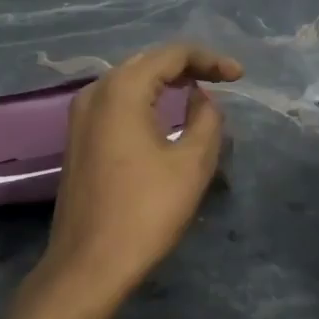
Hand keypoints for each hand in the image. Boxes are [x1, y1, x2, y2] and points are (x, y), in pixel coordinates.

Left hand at [39, 44, 242, 302]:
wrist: (89, 263)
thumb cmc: (145, 212)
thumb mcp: (191, 163)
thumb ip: (206, 119)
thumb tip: (200, 98)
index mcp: (121, 90)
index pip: (171, 55)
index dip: (209, 60)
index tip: (239, 76)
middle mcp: (94, 92)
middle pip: (147, 62)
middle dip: (187, 66)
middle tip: (223, 80)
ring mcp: (80, 116)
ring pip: (129, 82)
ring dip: (165, 82)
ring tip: (198, 92)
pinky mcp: (78, 139)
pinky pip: (117, 104)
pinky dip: (145, 101)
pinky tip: (165, 115)